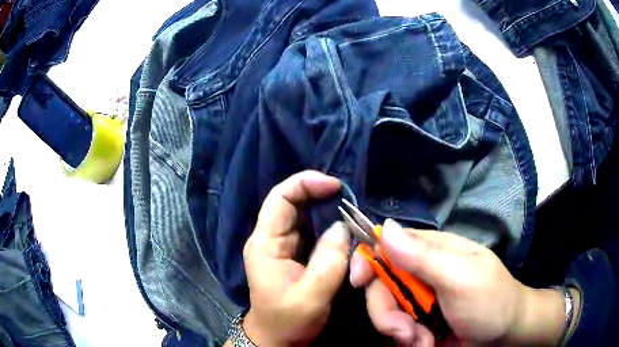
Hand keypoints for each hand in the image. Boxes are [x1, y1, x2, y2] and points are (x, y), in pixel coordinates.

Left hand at [240, 171, 348, 346]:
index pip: (280, 198)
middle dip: (319, 194)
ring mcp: (281, 245)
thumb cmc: (288, 321)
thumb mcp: (312, 296)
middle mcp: (270, 238)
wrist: (276, 338)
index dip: (306, 183)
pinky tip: (343, 227)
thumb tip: (342, 227)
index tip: (336, 186)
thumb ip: (329, 262)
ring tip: (350, 211)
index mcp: (265, 243)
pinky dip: (327, 224)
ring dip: (326, 209)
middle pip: (291, 202)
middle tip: (349, 199)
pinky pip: (310, 230)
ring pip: (302, 215)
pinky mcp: (292, 254)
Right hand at [350, 219, 567, 345]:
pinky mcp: (418, 322)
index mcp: (432, 251)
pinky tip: (425, 344)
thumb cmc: (490, 301)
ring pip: (385, 311)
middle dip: (386, 312)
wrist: (505, 334)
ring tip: (422, 342)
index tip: (357, 282)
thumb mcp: (460, 277)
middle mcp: (421, 273)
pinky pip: (395, 330)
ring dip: (398, 331)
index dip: (367, 259)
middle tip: (404, 332)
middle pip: (380, 285)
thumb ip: (424, 257)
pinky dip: (406, 341)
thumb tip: (385, 227)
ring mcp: (419, 300)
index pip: (387, 245)